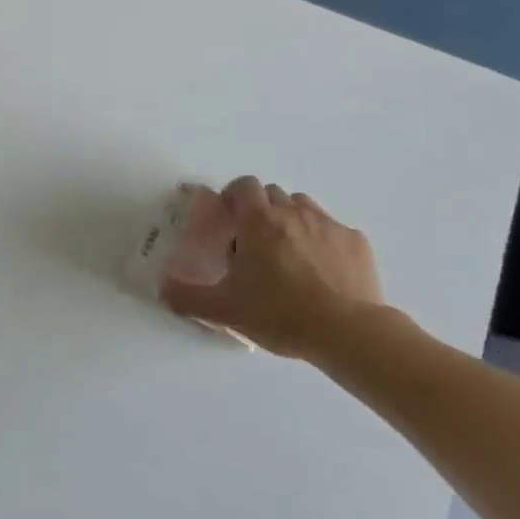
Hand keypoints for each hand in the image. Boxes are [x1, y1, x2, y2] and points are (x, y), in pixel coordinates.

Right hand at [162, 177, 386, 361]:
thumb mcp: (225, 310)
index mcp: (259, 221)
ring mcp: (329, 225)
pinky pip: (334, 230)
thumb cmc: (280, 314)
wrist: (348, 333)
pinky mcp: (357, 243)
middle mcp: (294, 212)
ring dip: (291, 220)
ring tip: (289, 253)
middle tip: (254, 243)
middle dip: (261, 210)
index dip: (234, 196)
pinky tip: (322, 271)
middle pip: (273, 194)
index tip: (229, 218)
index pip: (244, 185)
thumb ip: (187, 297)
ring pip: (304, 207)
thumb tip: (162, 289)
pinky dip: (323, 241)